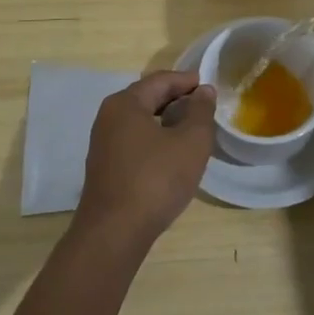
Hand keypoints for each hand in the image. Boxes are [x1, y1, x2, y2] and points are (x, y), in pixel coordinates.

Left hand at [74, 71, 216, 245]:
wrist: (114, 234)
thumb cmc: (156, 180)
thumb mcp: (191, 142)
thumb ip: (201, 111)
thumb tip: (203, 91)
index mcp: (125, 103)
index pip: (160, 80)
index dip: (187, 81)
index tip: (209, 86)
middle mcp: (109, 117)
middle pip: (148, 98)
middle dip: (177, 100)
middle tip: (204, 108)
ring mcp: (103, 144)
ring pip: (141, 121)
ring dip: (167, 121)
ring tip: (193, 131)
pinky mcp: (105, 168)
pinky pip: (135, 141)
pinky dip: (155, 139)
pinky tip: (172, 155)